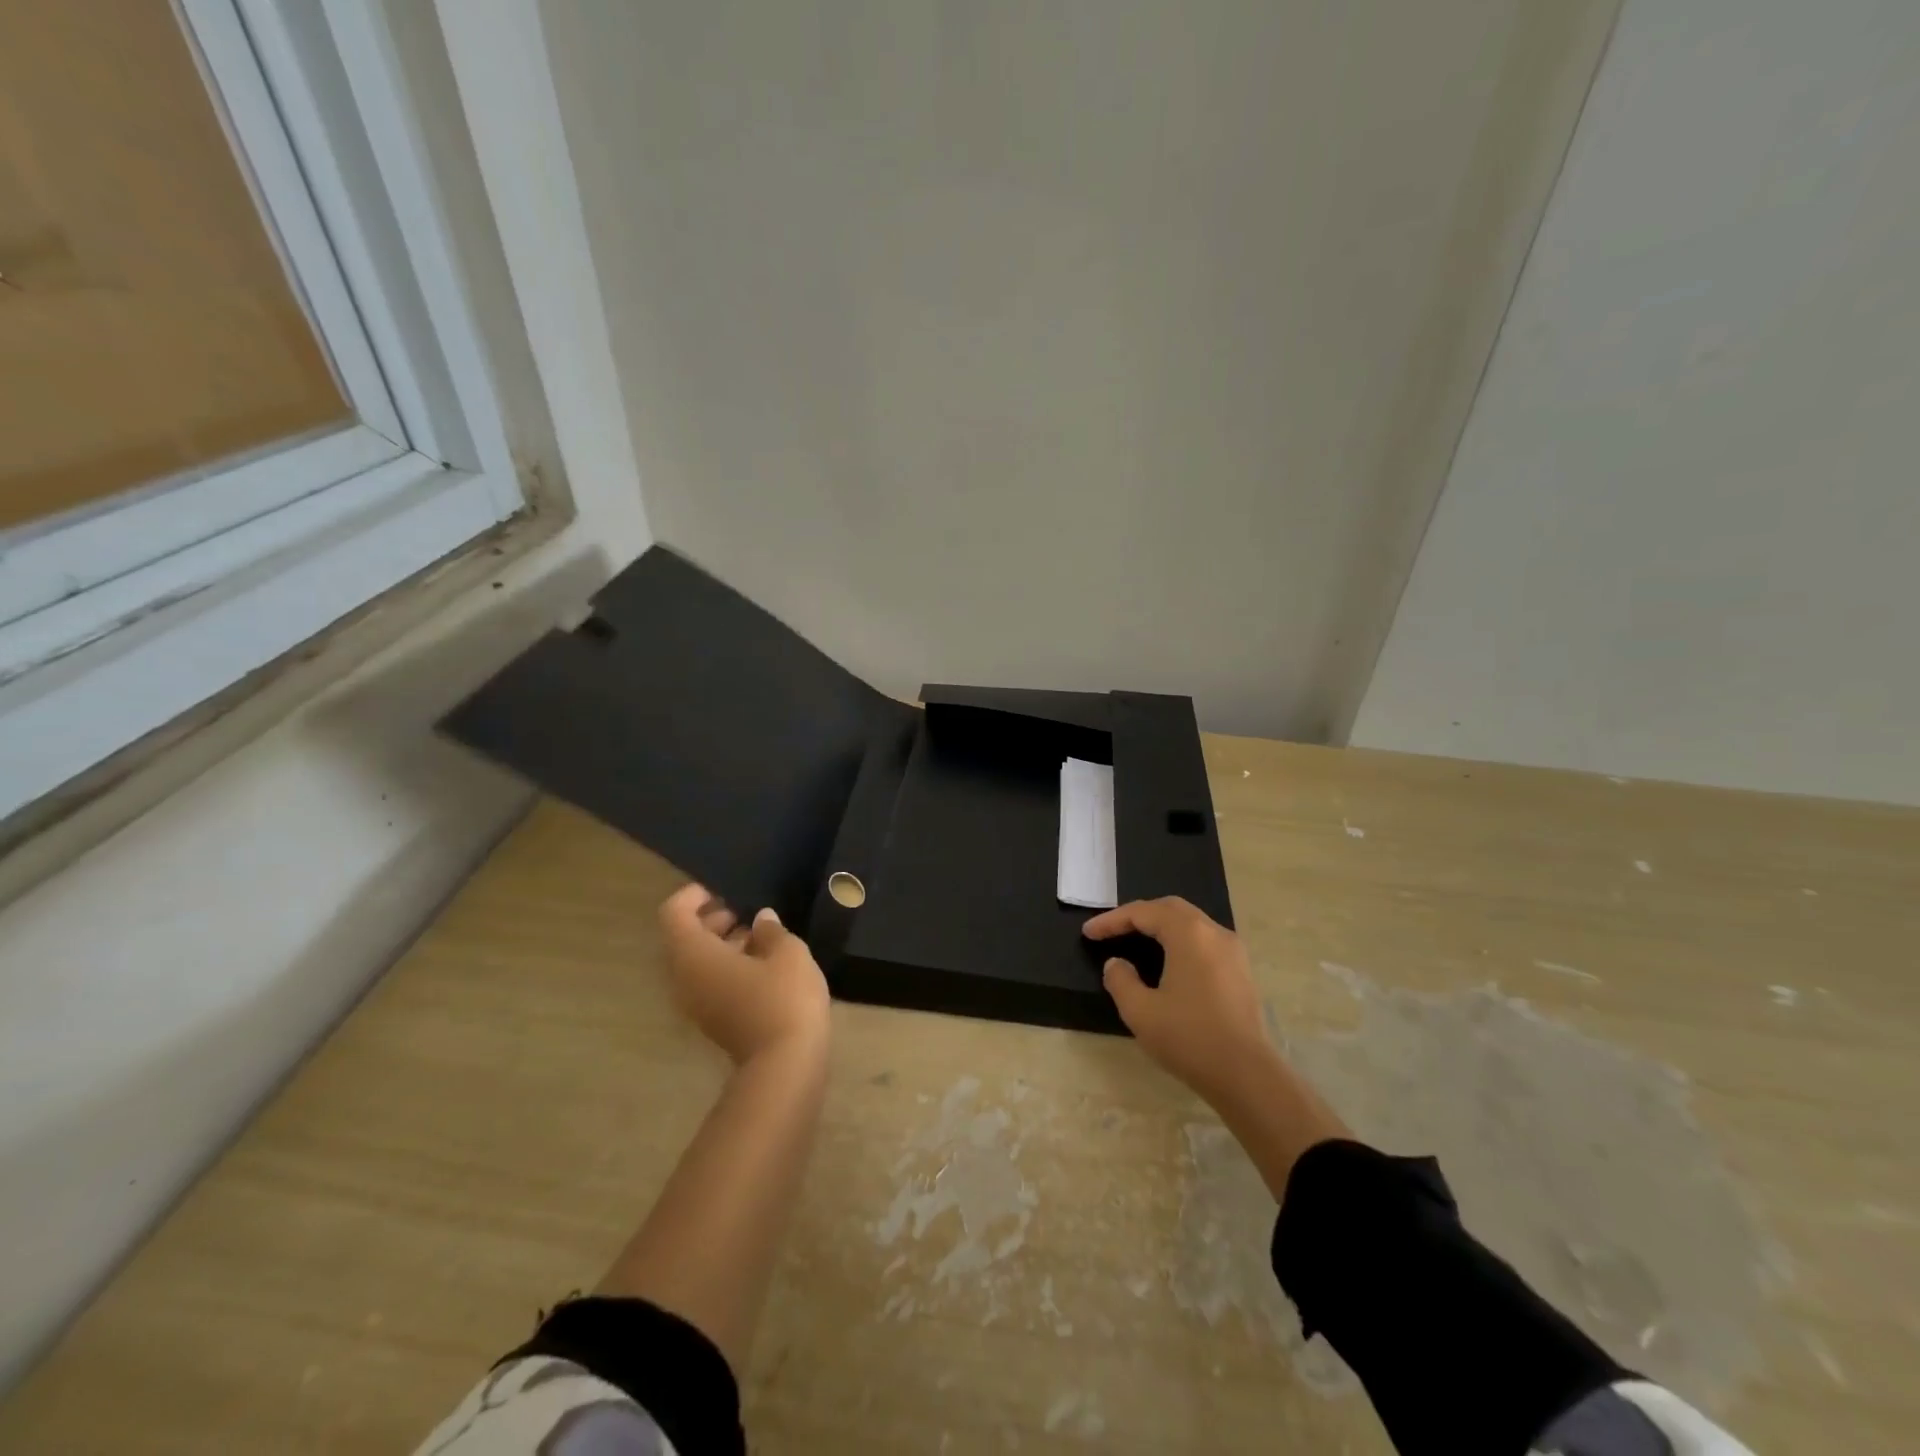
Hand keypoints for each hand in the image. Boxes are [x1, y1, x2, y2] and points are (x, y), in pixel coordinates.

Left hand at [658, 884, 830, 1065]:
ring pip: (697, 963)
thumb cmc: (783, 997)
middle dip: (711, 919)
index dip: (694, 895)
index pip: (674, 914)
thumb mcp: (788, 952)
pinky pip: (710, 982)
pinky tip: (763, 964)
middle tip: (745, 911)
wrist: (786, 1064)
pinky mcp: (714, 1021)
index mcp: (694, 955)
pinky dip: (728, 965)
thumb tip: (761, 920)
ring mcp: (696, 1004)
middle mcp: (684, 979)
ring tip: (761, 935)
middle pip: (683, 939)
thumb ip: (771, 930)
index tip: (723, 889)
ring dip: (722, 944)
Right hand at [1084, 896, 1274, 1103]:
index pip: (1143, 913)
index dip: (1112, 920)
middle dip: (1137, 916)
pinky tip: (1168, 961)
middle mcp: (1214, 932)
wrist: (1248, 1076)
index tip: (1088, 934)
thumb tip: (1116, 964)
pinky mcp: (1241, 970)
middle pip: (1169, 909)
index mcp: (1189, 934)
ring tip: (1136, 941)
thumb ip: (1120, 980)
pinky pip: (1204, 940)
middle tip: (1111, 930)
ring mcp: (1232, 950)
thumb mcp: (1140, 1011)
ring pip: (1190, 923)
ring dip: (1160, 926)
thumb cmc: (1190, 1038)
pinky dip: (1179, 940)